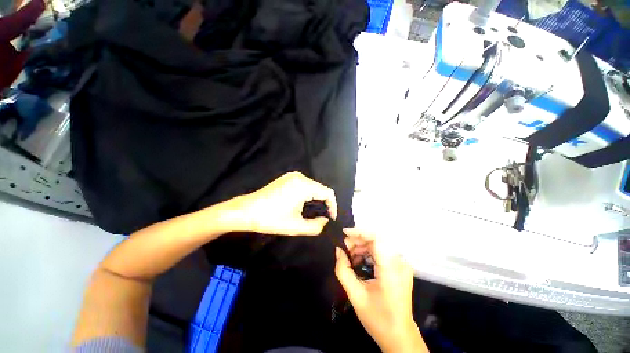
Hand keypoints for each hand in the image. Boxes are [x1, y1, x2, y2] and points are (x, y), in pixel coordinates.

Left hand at [231, 171, 336, 235]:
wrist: (246, 211)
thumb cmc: (271, 219)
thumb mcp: (296, 226)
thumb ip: (316, 226)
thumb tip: (326, 221)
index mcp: (303, 185)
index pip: (328, 192)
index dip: (333, 206)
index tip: (331, 219)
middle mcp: (300, 177)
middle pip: (320, 189)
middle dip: (324, 203)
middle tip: (324, 218)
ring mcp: (292, 176)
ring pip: (312, 187)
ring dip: (316, 199)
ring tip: (315, 213)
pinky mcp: (286, 179)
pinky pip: (304, 185)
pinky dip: (308, 195)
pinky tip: (304, 205)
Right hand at [335, 229, 426, 352]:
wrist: (399, 337)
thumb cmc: (378, 318)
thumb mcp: (356, 295)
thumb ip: (343, 270)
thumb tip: (338, 250)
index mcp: (391, 268)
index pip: (376, 238)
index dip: (359, 232)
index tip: (344, 233)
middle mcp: (400, 262)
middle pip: (376, 241)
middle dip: (357, 241)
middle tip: (343, 249)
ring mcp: (402, 265)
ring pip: (378, 246)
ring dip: (362, 248)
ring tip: (349, 258)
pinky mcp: (400, 268)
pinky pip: (382, 253)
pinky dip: (369, 254)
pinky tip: (359, 262)